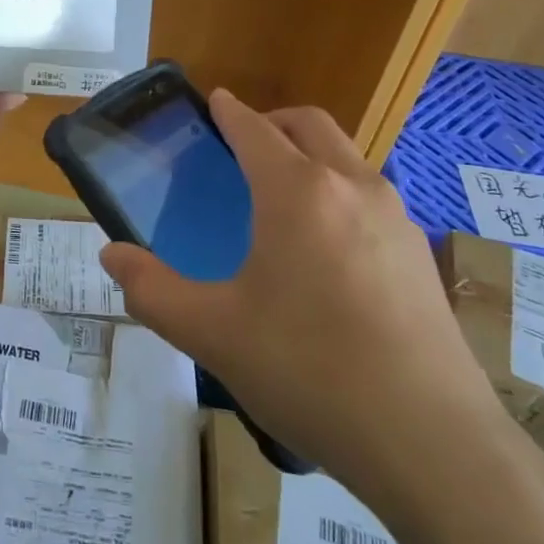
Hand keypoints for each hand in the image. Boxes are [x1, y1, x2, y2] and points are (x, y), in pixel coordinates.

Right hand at [98, 90, 505, 508]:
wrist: (432, 443)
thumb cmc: (309, 370)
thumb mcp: (212, 333)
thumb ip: (152, 289)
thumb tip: (111, 254)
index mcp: (296, 191)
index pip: (255, 129)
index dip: (229, 111)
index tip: (214, 100)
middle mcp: (351, 186)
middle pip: (310, 124)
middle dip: (273, 121)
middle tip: (242, 145)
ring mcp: (396, 217)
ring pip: (347, 157)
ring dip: (311, 153)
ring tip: (282, 195)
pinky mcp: (422, 254)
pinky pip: (373, 196)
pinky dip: (341, 190)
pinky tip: (328, 247)